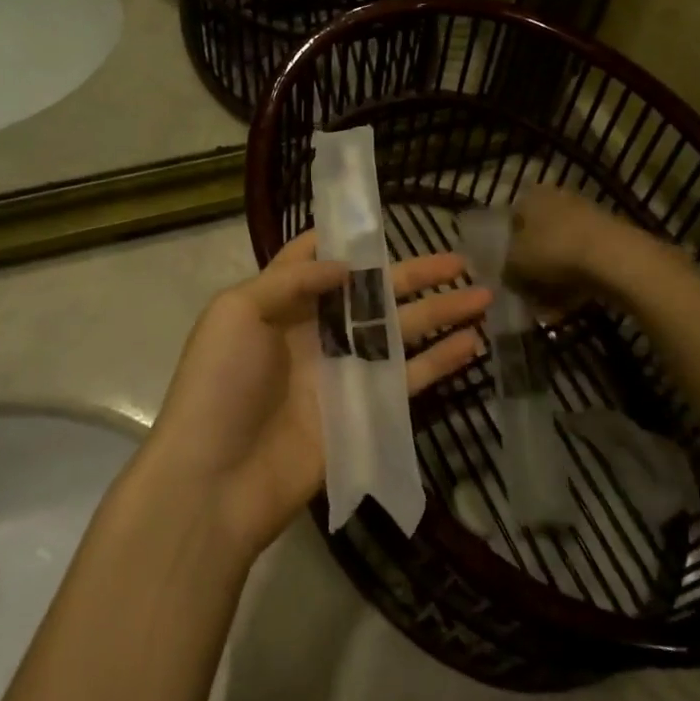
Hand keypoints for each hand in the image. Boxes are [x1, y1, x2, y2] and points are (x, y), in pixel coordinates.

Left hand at [147, 231, 491, 554]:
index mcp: (281, 302)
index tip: (382, 220)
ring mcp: (343, 371)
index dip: (347, 240)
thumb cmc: (220, 384)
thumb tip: (345, 264)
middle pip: (373, 293)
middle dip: (415, 274)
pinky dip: (441, 361)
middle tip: (460, 259)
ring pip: (400, 331)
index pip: (316, 259)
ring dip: (440, 313)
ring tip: (483, 294)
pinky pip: (408, 378)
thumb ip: (291, 280)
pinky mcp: (364, 411)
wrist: (216, 480)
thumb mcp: (237, 312)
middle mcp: (316, 330)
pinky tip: (473, 342)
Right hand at [506, 185, 628, 317]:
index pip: (512, 222)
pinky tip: (571, 305)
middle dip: (533, 267)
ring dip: (554, 278)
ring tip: (550, 307)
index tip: (509, 274)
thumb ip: (506, 270)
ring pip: (561, 251)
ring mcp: (586, 217)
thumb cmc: (553, 251)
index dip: (507, 250)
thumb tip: (509, 275)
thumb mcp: (515, 265)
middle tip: (529, 293)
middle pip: (538, 238)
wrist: (615, 258)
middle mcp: (558, 199)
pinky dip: (576, 282)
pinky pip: (583, 262)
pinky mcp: (609, 238)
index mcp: (531, 196)